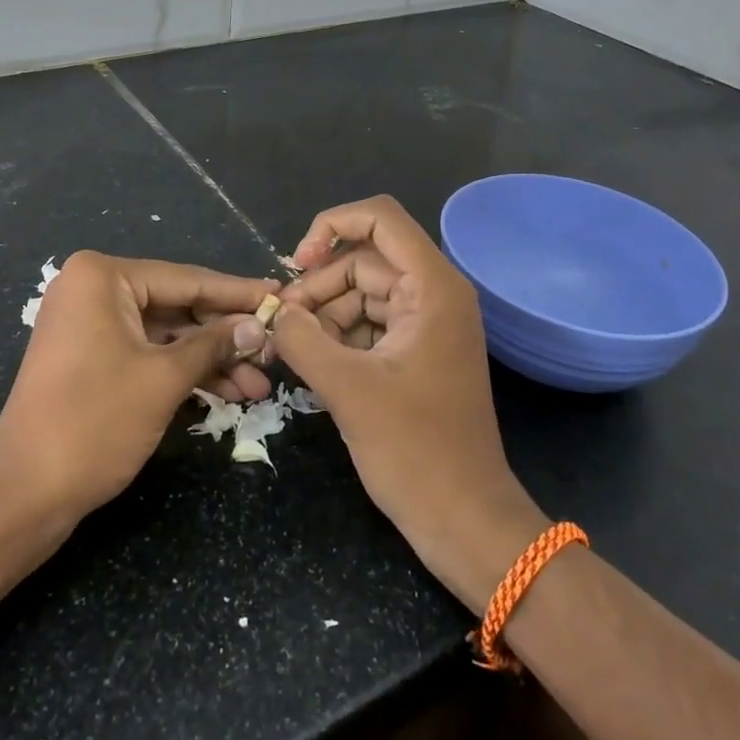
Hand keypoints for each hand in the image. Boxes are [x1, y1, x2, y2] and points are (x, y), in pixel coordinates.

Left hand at [0, 252, 274, 520]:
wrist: (23, 493)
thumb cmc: (95, 421)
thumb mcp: (164, 378)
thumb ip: (214, 345)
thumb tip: (257, 326)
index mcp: (103, 277)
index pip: (187, 279)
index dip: (238, 293)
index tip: (281, 296)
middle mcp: (94, 289)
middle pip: (178, 305)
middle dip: (226, 335)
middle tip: (275, 351)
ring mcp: (90, 324)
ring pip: (167, 333)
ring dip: (211, 359)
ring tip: (259, 386)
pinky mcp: (91, 356)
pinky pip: (148, 352)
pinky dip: (183, 371)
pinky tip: (227, 392)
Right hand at [273, 197, 547, 608]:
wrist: (465, 520)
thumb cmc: (415, 451)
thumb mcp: (348, 389)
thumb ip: (302, 339)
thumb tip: (274, 313)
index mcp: (432, 287)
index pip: (380, 218)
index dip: (332, 226)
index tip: (297, 264)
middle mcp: (434, 294)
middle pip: (364, 259)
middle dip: (319, 284)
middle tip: (282, 324)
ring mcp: (427, 323)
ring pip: (362, 292)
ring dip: (324, 313)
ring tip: (293, 349)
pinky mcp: (417, 352)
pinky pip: (370, 323)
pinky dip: (339, 335)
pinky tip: (313, 362)